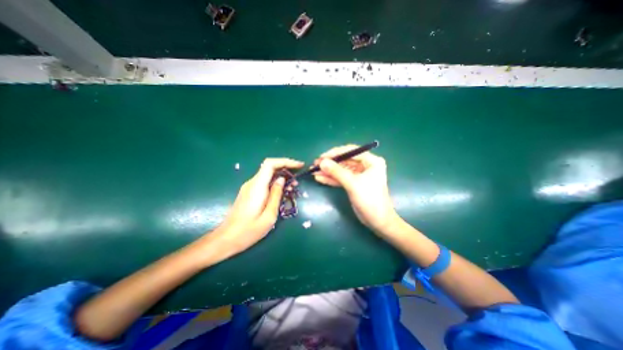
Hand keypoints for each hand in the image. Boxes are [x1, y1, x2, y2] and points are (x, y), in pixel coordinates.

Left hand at [211, 158, 304, 257]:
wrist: (226, 239)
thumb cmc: (248, 231)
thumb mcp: (269, 216)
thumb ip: (276, 195)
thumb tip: (282, 179)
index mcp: (257, 187)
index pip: (270, 164)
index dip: (286, 161)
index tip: (299, 166)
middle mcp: (252, 183)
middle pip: (270, 167)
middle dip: (286, 169)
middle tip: (297, 180)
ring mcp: (249, 187)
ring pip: (267, 175)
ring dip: (281, 177)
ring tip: (293, 187)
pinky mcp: (248, 192)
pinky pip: (264, 182)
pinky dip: (275, 183)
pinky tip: (282, 192)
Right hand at [314, 144, 396, 234]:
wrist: (377, 221)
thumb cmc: (369, 200)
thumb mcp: (352, 184)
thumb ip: (336, 172)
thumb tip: (322, 162)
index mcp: (371, 161)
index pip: (350, 151)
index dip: (335, 153)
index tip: (321, 157)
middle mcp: (366, 165)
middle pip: (345, 160)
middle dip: (330, 163)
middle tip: (315, 164)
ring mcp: (359, 175)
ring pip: (341, 170)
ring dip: (328, 171)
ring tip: (314, 171)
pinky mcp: (354, 183)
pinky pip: (341, 178)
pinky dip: (331, 178)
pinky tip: (320, 178)